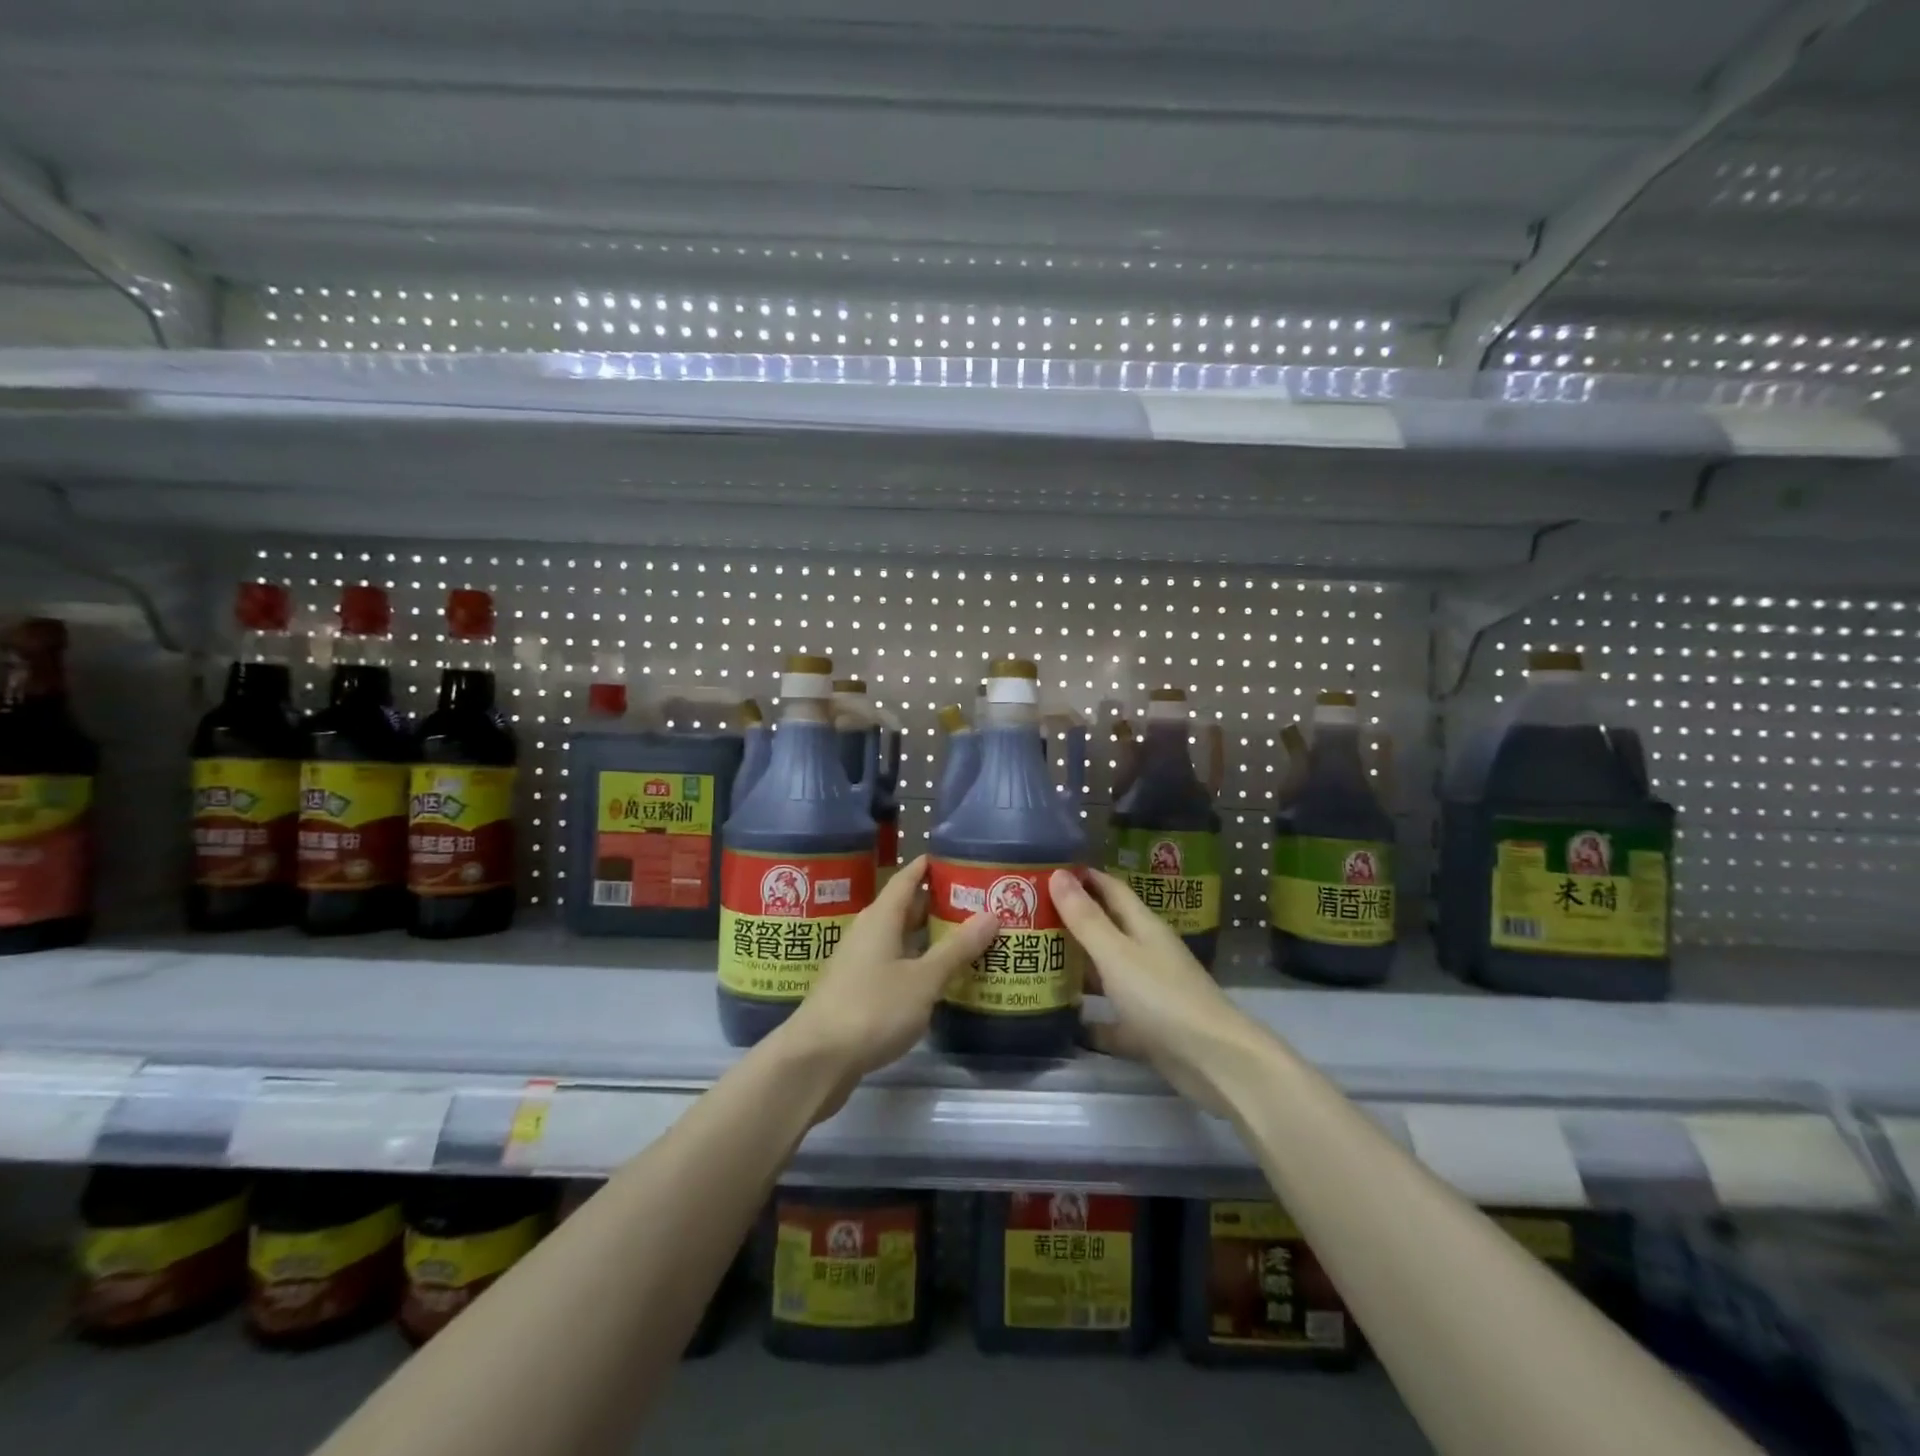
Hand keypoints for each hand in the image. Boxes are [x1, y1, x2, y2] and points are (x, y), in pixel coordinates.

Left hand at [777, 856, 997, 1100]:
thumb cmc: (872, 1008)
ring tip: (965, 938)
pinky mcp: (856, 991)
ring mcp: (858, 962)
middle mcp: (867, 932)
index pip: (906, 878)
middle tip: (975, 902)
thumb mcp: (923, 979)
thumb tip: (991, 914)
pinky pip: (892, 964)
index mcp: (881, 917)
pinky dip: (916, 963)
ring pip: (898, 938)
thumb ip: (957, 948)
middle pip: (904, 908)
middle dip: (936, 903)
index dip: (928, 866)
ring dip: (927, 937)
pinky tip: (936, 977)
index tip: (956, 859)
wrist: (816, 1059)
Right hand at [1049, 868, 1255, 1113]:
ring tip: (1034, 962)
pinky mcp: (1147, 1030)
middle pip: (1106, 929)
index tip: (1046, 871)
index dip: (1082, 877)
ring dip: (1077, 967)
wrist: (1213, 1061)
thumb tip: (1058, 874)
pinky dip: (1090, 1020)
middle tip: (1027, 917)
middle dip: (1071, 921)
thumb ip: (1086, 918)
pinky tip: (1061, 1021)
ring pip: (1106, 973)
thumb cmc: (1162, 997)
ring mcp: (1148, 993)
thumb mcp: (1116, 953)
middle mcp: (1146, 954)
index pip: (1110, 889)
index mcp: (1143, 927)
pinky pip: (1111, 1019)